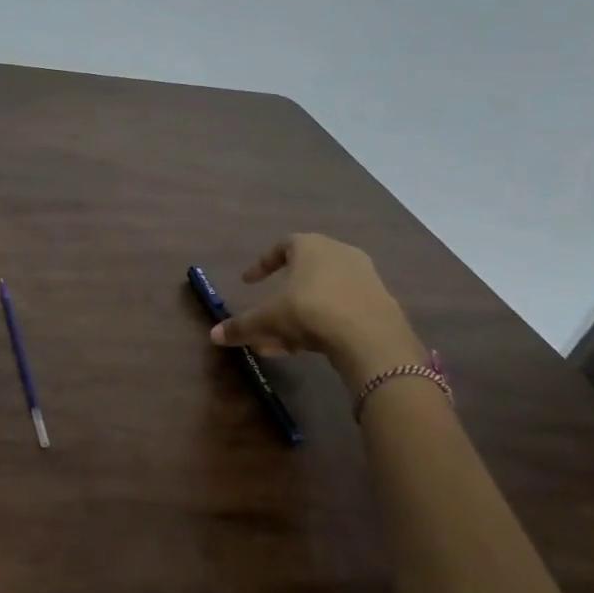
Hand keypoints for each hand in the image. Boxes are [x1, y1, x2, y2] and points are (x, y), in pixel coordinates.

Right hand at [209, 233, 421, 388]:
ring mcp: (364, 278)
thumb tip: (213, 335)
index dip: (262, 265)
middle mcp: (339, 253)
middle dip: (281, 297)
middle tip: (266, 318)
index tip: (248, 282)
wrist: (371, 338)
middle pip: (303, 273)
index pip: (282, 246)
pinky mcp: (380, 303)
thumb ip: (242, 325)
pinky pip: (342, 308)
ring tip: (282, 341)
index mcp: (310, 246)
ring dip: (299, 314)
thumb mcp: (268, 319)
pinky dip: (323, 322)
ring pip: (321, 294)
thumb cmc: (311, 312)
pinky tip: (309, 346)